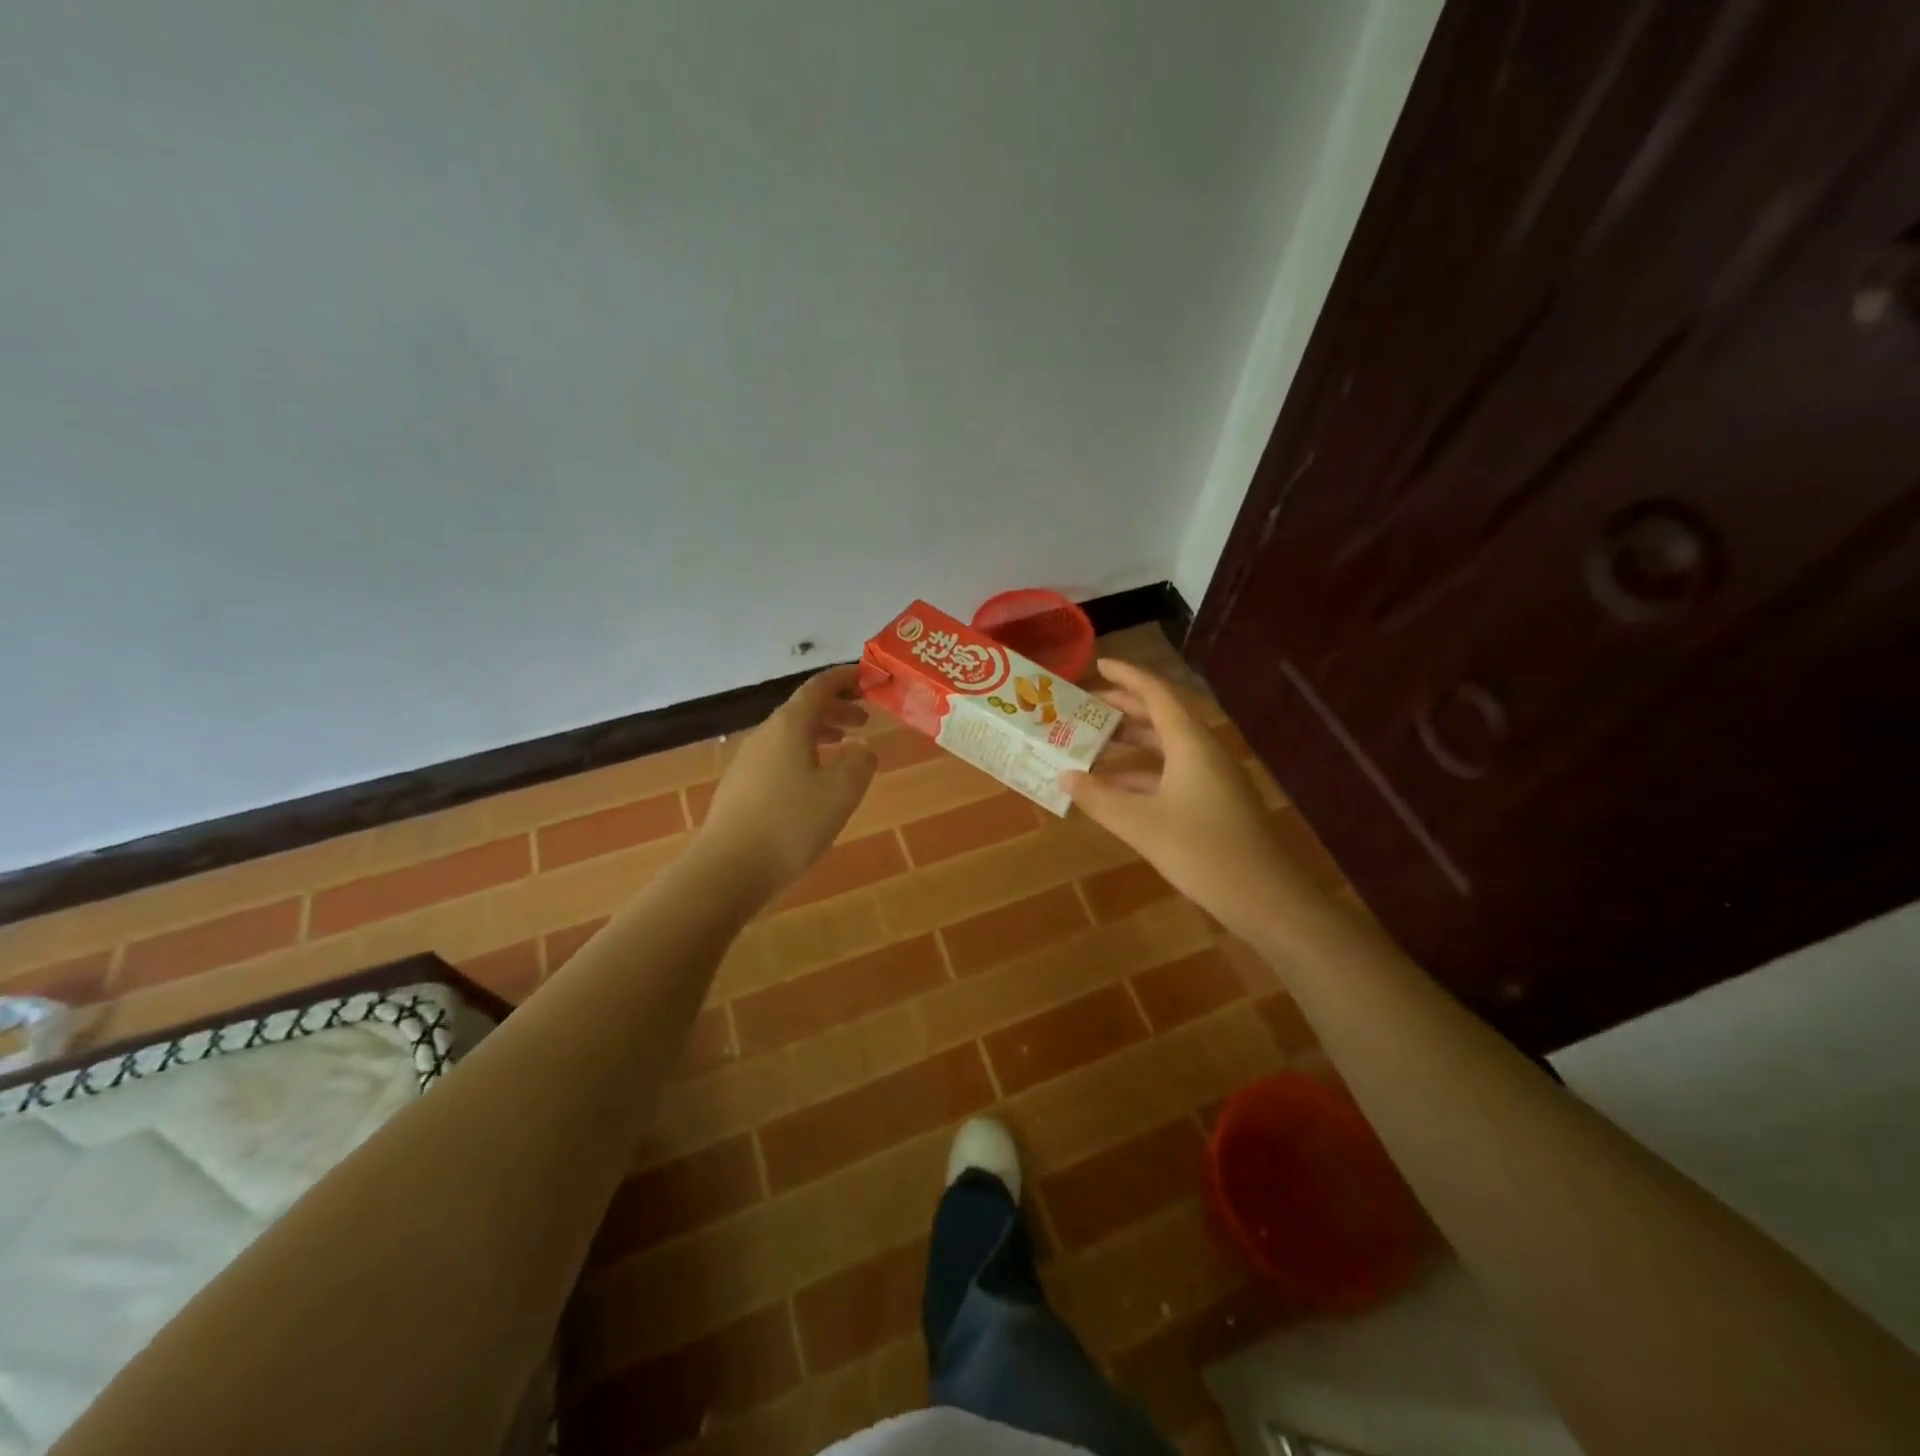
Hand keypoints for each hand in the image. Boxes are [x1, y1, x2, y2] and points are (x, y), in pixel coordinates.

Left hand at [696, 665, 877, 904]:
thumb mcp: (841, 792)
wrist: (728, 869)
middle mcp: (765, 736)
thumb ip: (860, 763)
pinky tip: (815, 784)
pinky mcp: (741, 789)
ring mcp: (748, 762)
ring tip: (845, 750)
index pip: (819, 687)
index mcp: (789, 726)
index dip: (845, 678)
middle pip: (803, 710)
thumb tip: (862, 749)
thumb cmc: (791, 823)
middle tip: (865, 721)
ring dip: (821, 735)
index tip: (868, 677)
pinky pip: (779, 758)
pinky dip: (804, 757)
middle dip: (836, 710)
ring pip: (790, 736)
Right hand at [1060, 658, 1311, 937]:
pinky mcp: (1216, 801)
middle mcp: (1203, 751)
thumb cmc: (1202, 852)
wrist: (1265, 898)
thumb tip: (1065, 777)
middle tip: (1087, 708)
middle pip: (1161, 717)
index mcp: (1189, 744)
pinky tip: (1118, 788)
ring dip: (1132, 743)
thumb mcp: (1140, 825)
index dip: (1126, 676)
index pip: (1156, 693)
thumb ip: (1099, 799)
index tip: (1098, 664)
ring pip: (1167, 747)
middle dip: (1124, 708)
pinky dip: (1144, 773)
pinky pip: (1174, 772)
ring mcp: (1213, 777)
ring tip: (1094, 744)